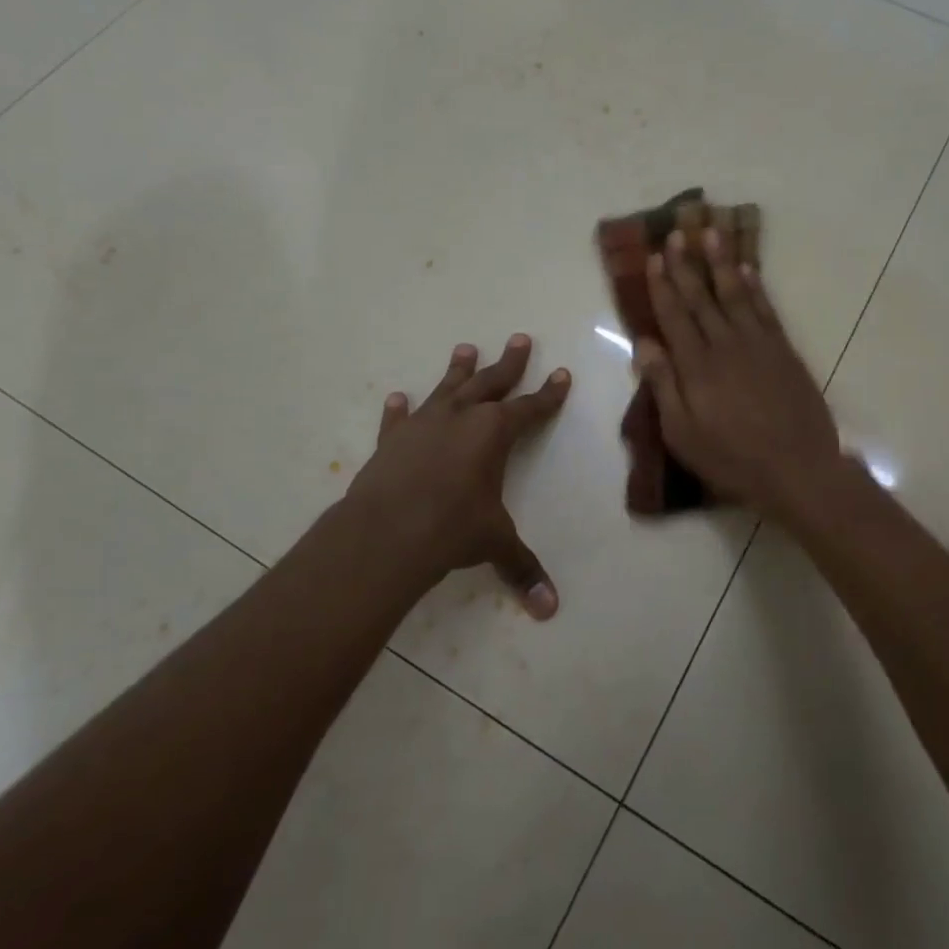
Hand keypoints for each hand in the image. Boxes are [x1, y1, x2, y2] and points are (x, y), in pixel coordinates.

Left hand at [344, 336, 570, 618]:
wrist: (386, 533)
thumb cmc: (451, 529)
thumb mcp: (494, 544)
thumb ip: (522, 568)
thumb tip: (550, 609)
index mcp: (494, 433)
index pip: (529, 408)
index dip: (548, 394)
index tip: (561, 374)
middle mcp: (461, 418)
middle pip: (491, 382)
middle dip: (509, 362)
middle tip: (520, 338)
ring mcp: (423, 424)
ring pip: (447, 388)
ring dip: (459, 370)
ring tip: (466, 349)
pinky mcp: (391, 440)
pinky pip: (398, 419)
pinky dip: (399, 409)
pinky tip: (397, 397)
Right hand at [635, 227, 842, 523]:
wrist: (798, 469)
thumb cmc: (732, 458)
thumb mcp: (683, 433)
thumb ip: (663, 385)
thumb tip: (643, 343)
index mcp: (696, 366)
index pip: (673, 316)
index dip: (661, 285)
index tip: (653, 257)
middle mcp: (725, 345)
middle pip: (701, 298)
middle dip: (686, 265)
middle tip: (676, 234)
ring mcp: (758, 344)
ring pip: (734, 294)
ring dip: (721, 263)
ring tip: (711, 234)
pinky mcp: (784, 351)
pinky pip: (765, 309)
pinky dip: (755, 287)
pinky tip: (747, 270)